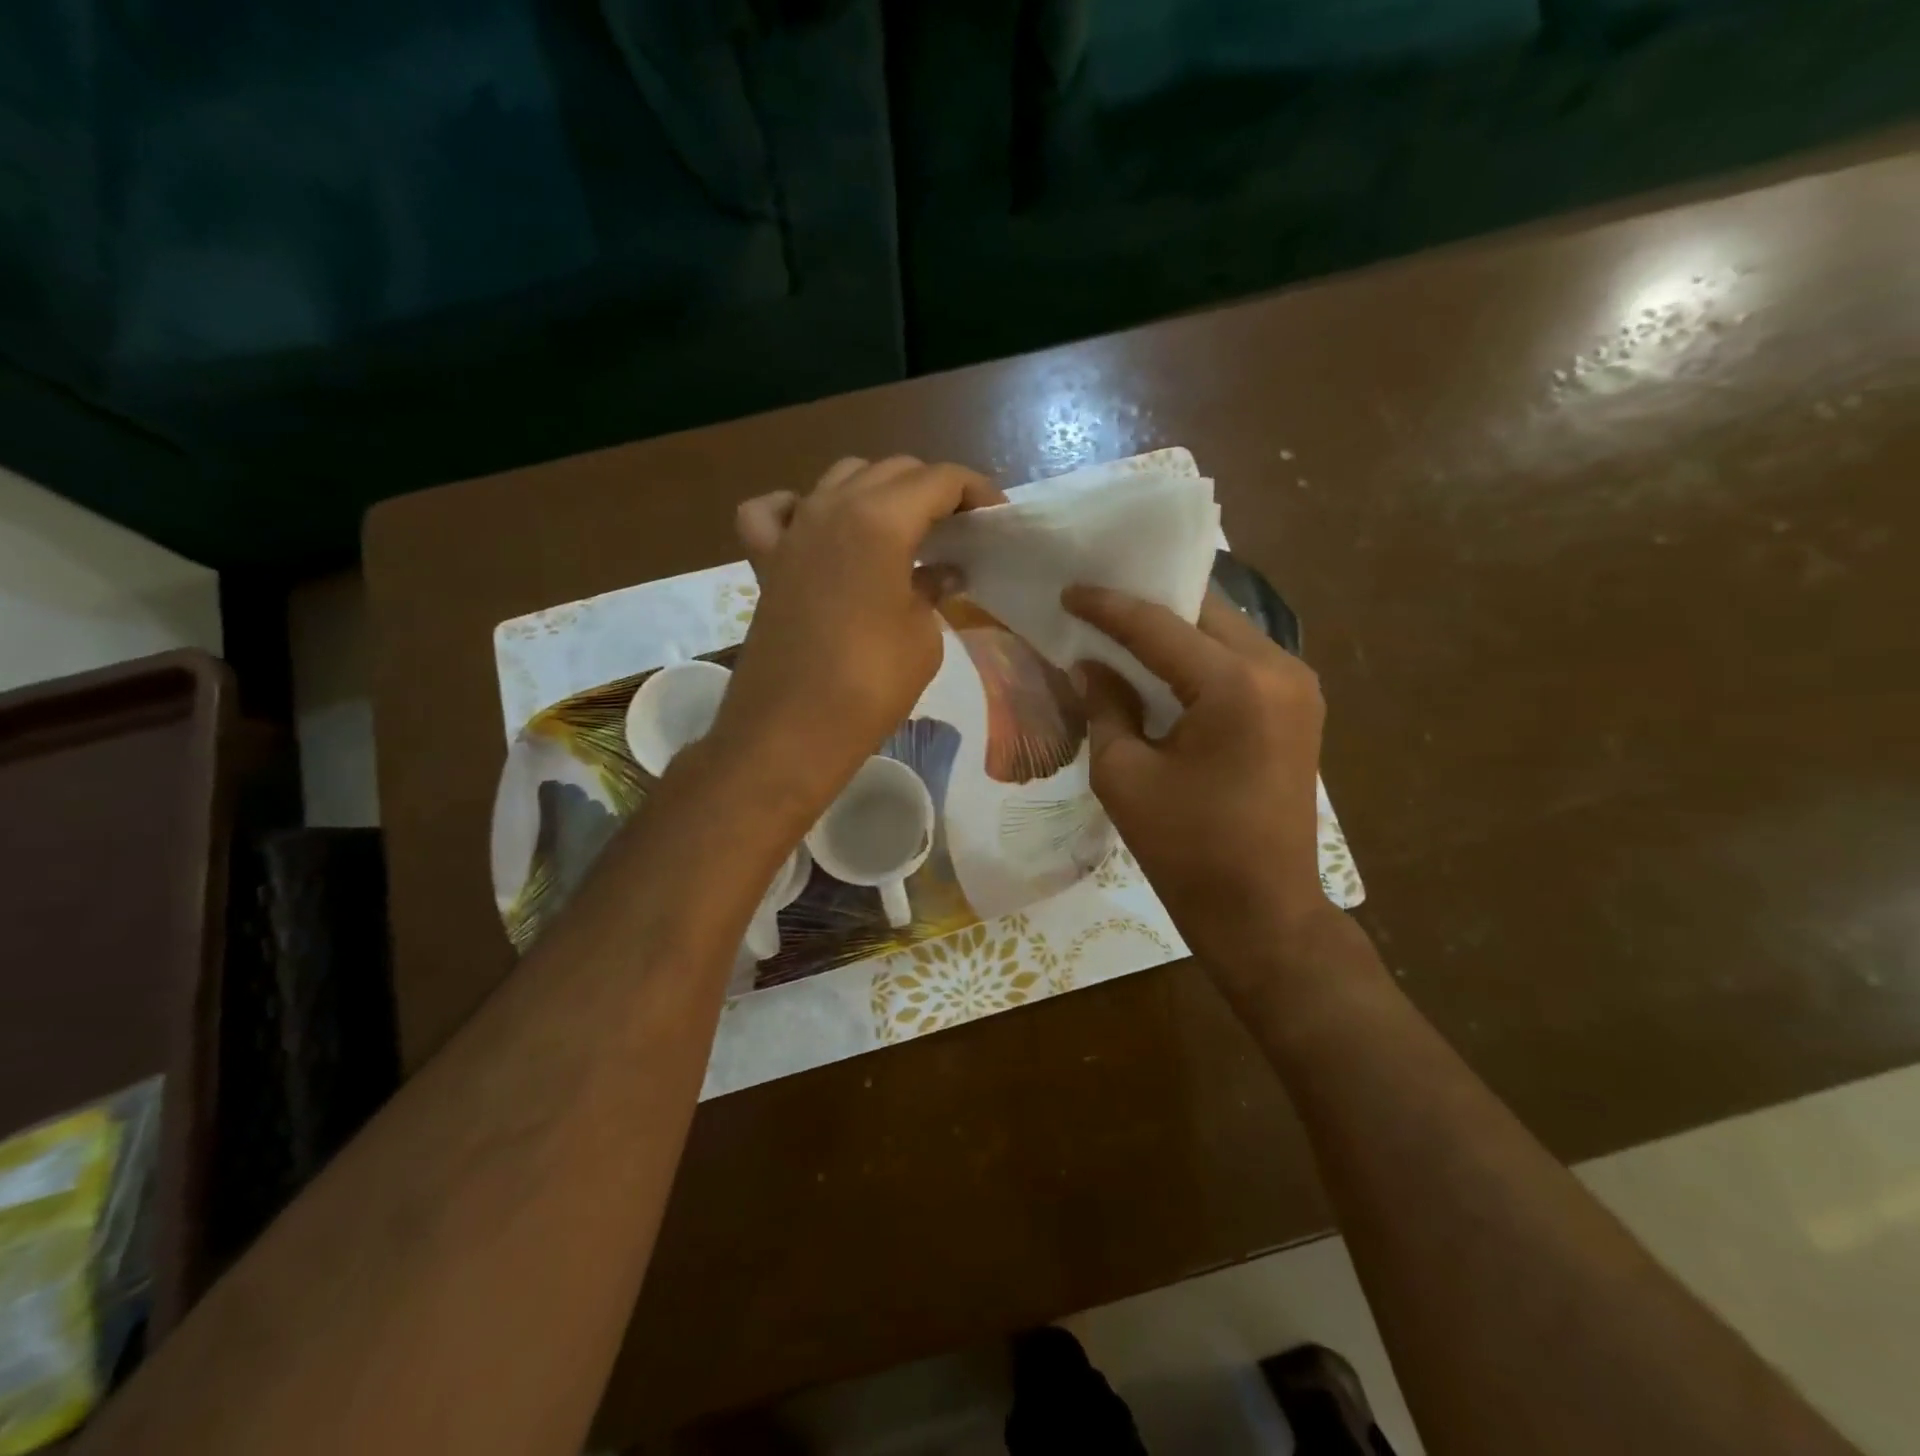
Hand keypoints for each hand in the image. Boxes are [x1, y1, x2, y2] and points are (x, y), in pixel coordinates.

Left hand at [716, 456, 1002, 817]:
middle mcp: (832, 507)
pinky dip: (800, 508)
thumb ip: (933, 589)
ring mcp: (793, 530)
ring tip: (902, 529)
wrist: (791, 731)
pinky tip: (817, 529)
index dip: (975, 491)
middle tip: (957, 529)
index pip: (940, 479)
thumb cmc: (870, 685)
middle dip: (932, 490)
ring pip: (841, 478)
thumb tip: (941, 571)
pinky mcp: (765, 560)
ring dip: (878, 491)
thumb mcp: (923, 637)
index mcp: (880, 520)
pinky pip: (775, 510)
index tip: (995, 518)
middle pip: (892, 470)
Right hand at [1064, 585, 1333, 979]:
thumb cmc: (1185, 849)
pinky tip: (1168, 664)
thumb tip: (1090, 665)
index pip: (1158, 626)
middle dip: (1150, 605)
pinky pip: (1244, 659)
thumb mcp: (1123, 775)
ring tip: (1127, 628)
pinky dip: (1203, 654)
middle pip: (1204, 613)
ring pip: (1228, 631)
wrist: (1261, 909)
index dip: (1108, 606)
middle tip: (1099, 603)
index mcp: (1233, 685)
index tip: (1070, 590)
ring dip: (1179, 627)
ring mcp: (1298, 686)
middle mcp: (1278, 669)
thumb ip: (1105, 706)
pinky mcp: (1300, 708)